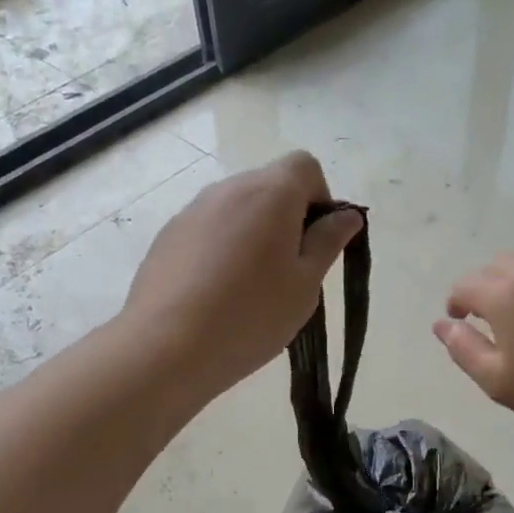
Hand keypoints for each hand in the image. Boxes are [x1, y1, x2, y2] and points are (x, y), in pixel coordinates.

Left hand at [122, 151, 361, 396]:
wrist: (165, 347)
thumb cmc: (251, 315)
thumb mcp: (305, 284)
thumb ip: (328, 242)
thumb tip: (348, 215)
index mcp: (270, 193)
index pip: (305, 165)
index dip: (320, 197)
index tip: (316, 241)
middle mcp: (228, 189)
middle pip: (269, 185)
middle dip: (287, 218)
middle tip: (289, 272)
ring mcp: (192, 211)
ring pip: (237, 209)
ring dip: (254, 234)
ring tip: (250, 288)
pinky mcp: (168, 236)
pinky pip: (209, 230)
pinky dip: (222, 249)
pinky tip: (217, 294)